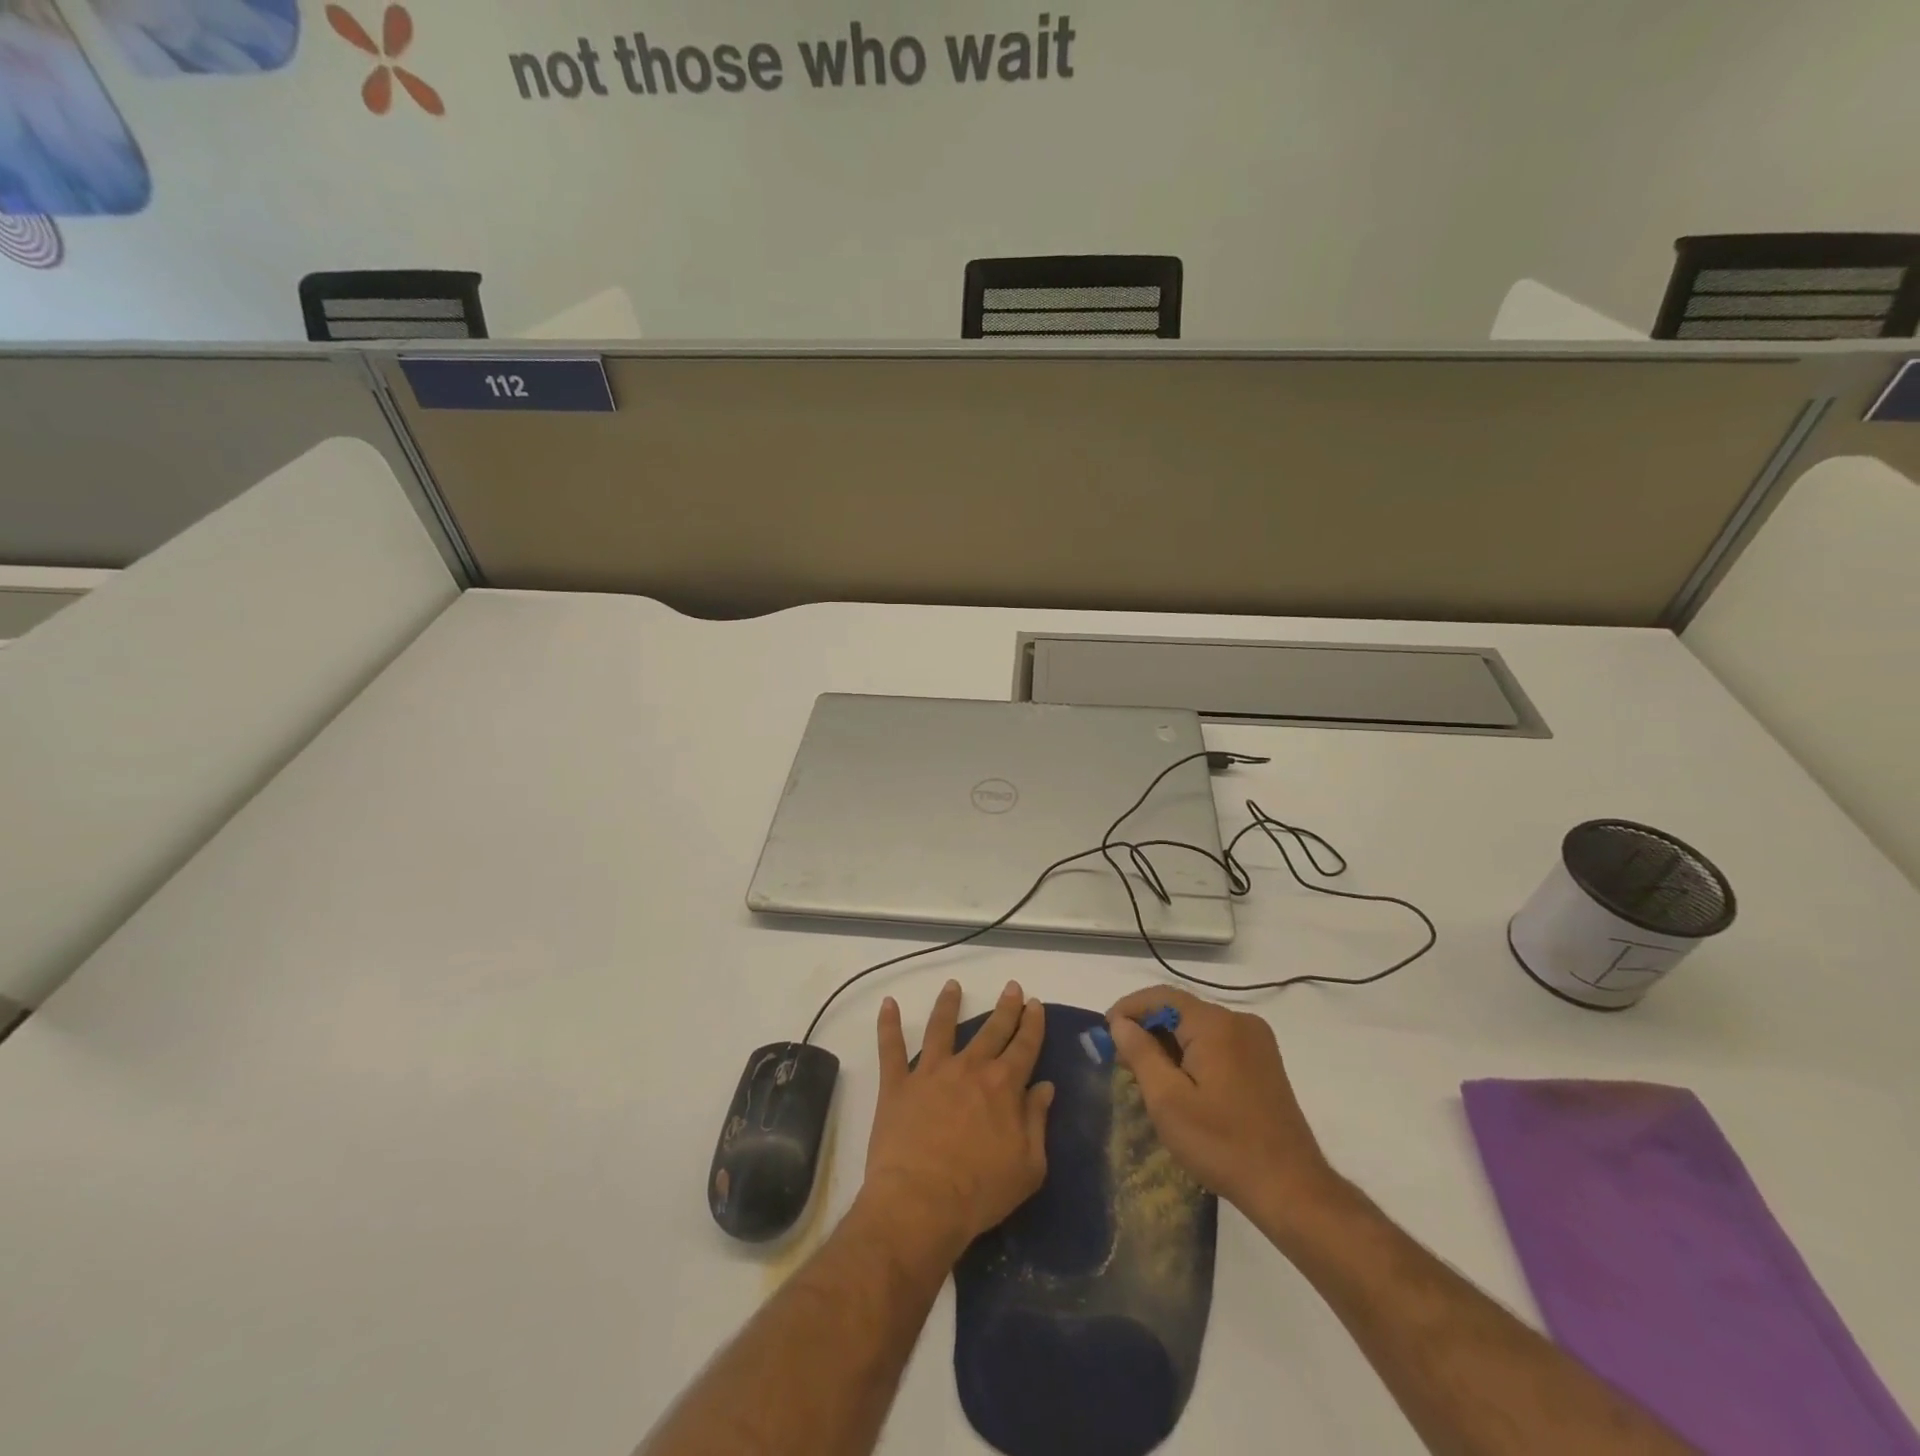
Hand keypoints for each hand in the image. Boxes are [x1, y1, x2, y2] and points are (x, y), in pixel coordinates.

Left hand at [861, 980, 1053, 1264]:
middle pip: (991, 1030)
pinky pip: (891, 1048)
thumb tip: (1045, 1087)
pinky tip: (889, 1004)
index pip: (1024, 1046)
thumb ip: (1037, 1121)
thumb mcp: (1028, 1166)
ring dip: (948, 1004)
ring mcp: (931, 1072)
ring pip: (942, 1027)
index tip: (1035, 1003)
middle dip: (1005, 1007)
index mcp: (1004, 1086)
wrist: (921, 1203)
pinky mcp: (898, 1084)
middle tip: (1012, 987)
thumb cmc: (980, 1192)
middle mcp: (969, 1068)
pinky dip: (889, 1025)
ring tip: (953, 985)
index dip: (1032, 1023)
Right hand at [1106, 986, 1335, 1218]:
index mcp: (1216, 1024)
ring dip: (1169, 1043)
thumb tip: (1120, 1023)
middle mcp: (1239, 1021)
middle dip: (1147, 1029)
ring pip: (1198, 1028)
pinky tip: (1180, 1083)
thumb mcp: (1167, 1100)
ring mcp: (1257, 1042)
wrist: (1291, 1189)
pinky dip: (1192, 1053)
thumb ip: (1140, 1053)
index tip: (1105, 1034)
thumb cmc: (1222, 1144)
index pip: (1161, 997)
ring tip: (1146, 1075)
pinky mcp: (1264, 1063)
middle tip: (1121, 1059)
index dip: (1128, 1009)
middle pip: (1181, 1010)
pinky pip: (1217, 1043)